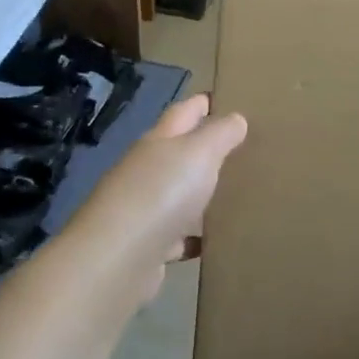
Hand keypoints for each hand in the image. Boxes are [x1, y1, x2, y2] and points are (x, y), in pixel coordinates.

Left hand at [73, 94, 247, 301]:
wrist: (116, 261)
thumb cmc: (161, 193)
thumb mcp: (200, 152)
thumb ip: (221, 133)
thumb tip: (236, 118)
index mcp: (158, 142)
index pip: (183, 112)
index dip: (202, 102)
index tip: (225, 97)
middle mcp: (146, 171)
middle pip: (178, 152)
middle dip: (204, 147)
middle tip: (242, 146)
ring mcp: (143, 210)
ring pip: (177, 195)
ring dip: (199, 193)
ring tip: (234, 192)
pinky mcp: (146, 248)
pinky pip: (176, 237)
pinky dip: (192, 236)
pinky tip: (212, 240)